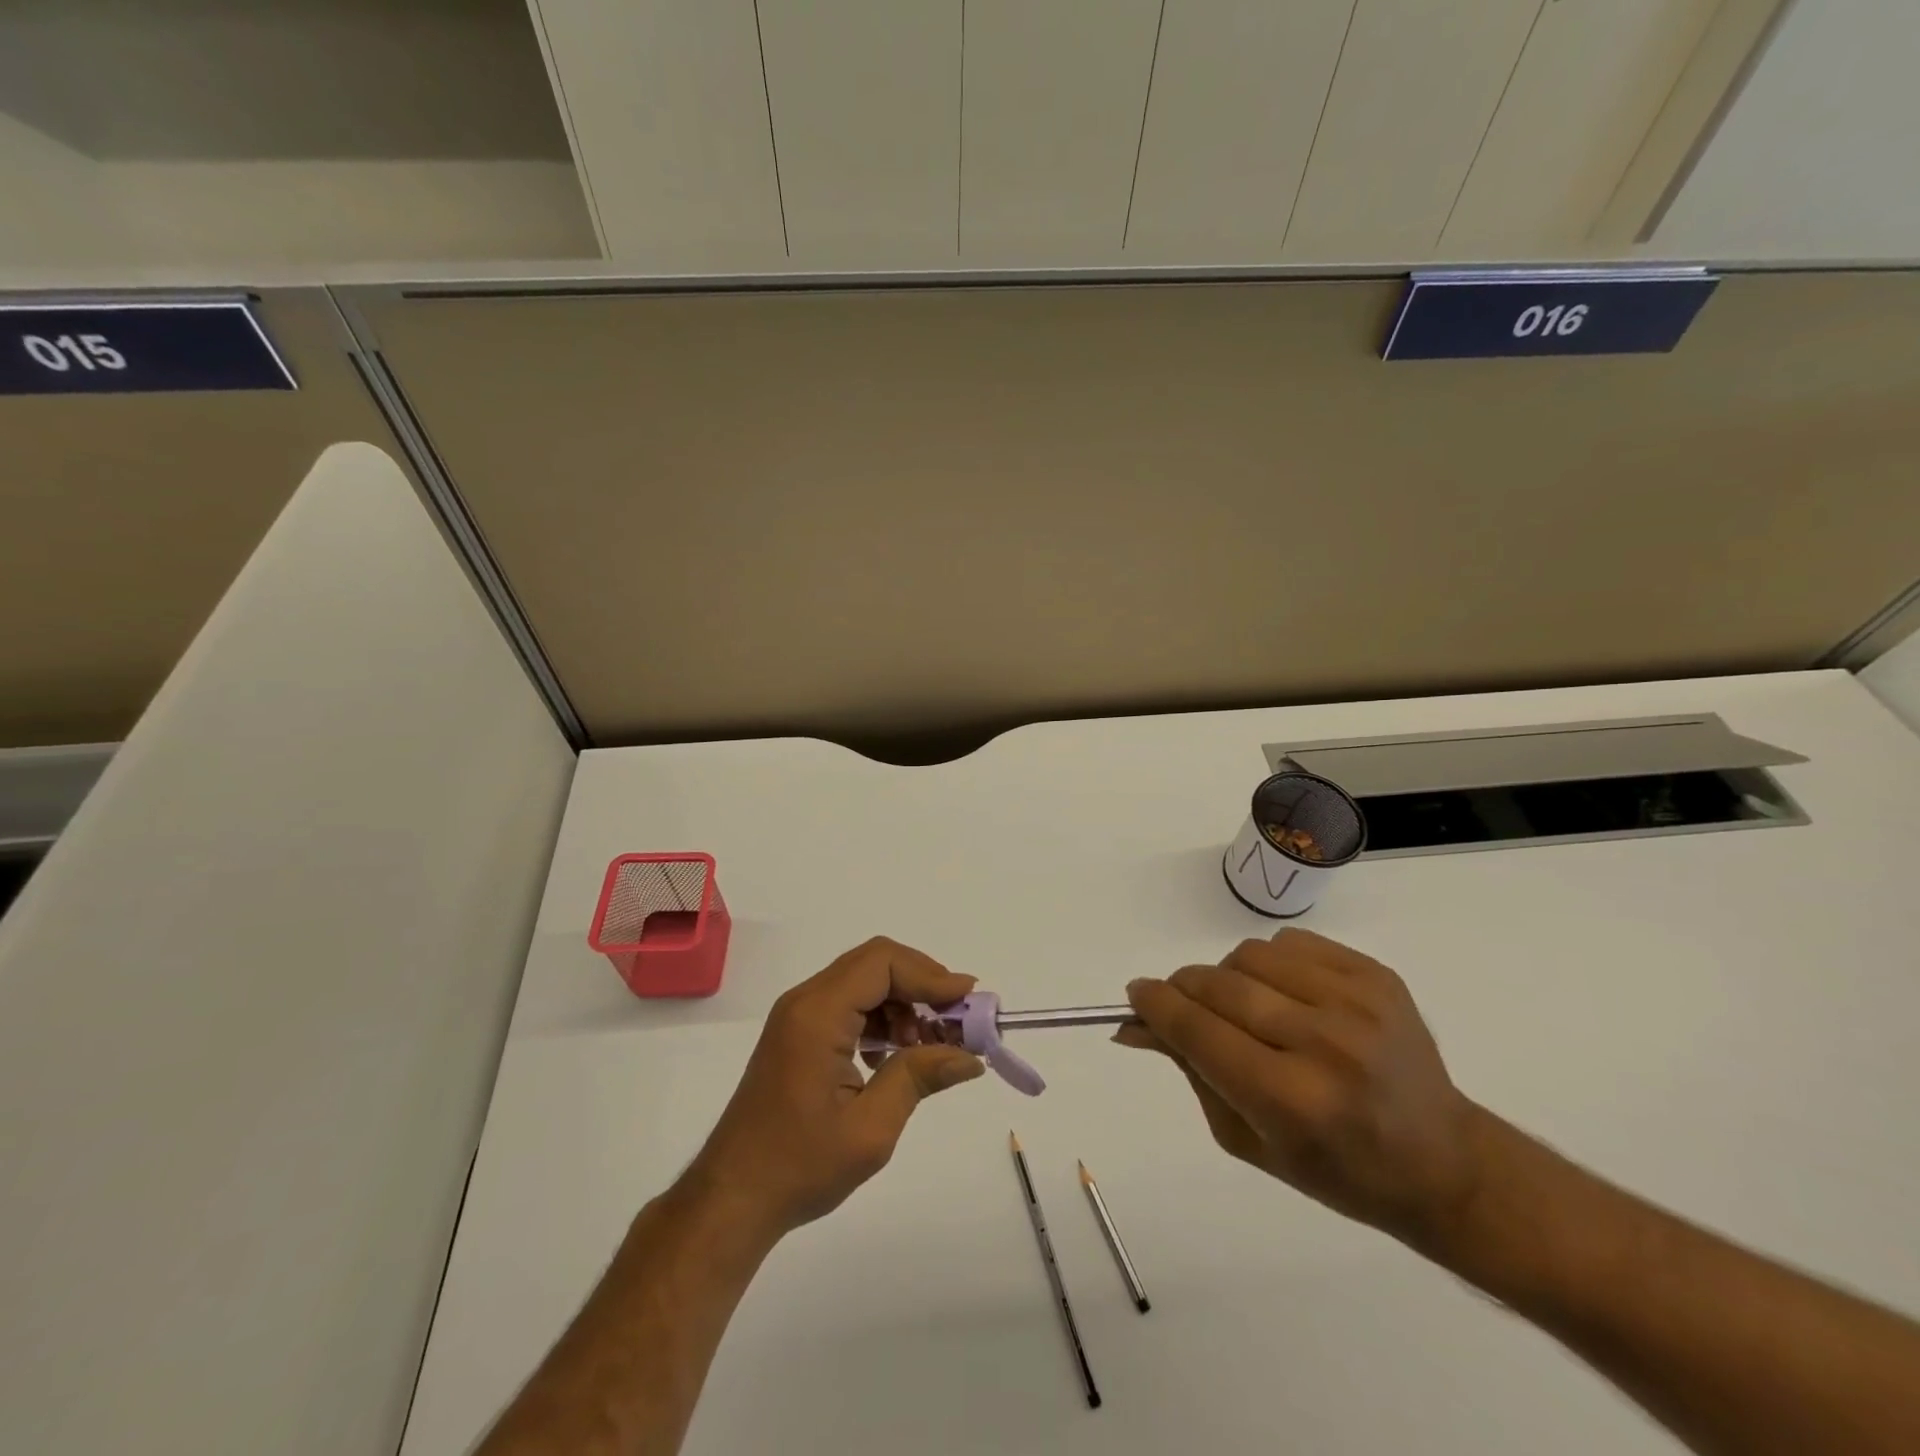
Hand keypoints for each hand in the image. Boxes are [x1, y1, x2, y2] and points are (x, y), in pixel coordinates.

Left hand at [682, 937, 985, 1245]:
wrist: (733, 1197)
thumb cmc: (799, 1166)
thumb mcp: (870, 1128)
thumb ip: (919, 1078)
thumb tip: (970, 1057)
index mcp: (817, 1015)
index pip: (882, 963)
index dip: (929, 973)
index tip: (967, 1000)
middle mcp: (805, 1002)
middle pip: (874, 964)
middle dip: (921, 984)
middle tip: (956, 1018)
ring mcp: (799, 1015)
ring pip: (864, 981)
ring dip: (903, 1001)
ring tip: (930, 1043)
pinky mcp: (799, 1033)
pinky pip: (849, 1003)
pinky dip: (882, 1017)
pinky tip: (897, 1053)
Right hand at [1118, 929, 1483, 1246]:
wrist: (1442, 1162)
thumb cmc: (1334, 1168)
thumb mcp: (1246, 1138)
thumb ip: (1189, 1070)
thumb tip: (1135, 1022)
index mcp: (1290, 1100)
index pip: (1197, 1029)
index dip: (1155, 1006)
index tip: (1136, 995)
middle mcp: (1324, 1043)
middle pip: (1218, 985)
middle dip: (1183, 989)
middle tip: (1181, 1003)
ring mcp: (1356, 1002)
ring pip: (1249, 955)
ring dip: (1230, 977)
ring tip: (1248, 1008)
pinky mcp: (1376, 975)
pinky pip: (1290, 942)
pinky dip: (1271, 963)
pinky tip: (1288, 995)